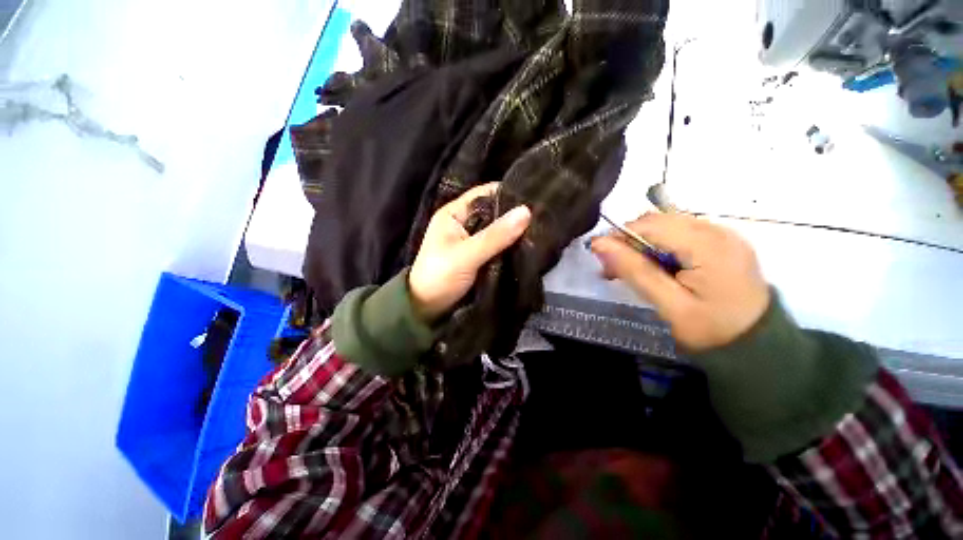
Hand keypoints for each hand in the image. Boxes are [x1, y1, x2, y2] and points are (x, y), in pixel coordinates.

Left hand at [409, 183, 531, 321]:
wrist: (427, 308)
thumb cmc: (440, 276)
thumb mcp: (467, 255)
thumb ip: (495, 235)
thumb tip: (527, 211)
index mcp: (454, 214)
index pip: (484, 194)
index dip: (508, 193)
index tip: (534, 198)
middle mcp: (464, 222)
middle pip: (494, 212)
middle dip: (514, 215)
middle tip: (543, 216)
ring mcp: (472, 240)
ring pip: (498, 230)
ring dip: (514, 232)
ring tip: (541, 229)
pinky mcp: (478, 256)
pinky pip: (498, 246)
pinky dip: (510, 246)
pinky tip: (528, 245)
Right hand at [591, 213, 769, 351]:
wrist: (758, 346)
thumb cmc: (711, 330)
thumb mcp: (668, 304)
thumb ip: (634, 270)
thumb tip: (599, 243)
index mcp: (708, 245)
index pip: (649, 225)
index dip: (619, 237)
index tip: (601, 258)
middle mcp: (718, 230)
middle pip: (658, 221)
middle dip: (629, 240)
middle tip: (613, 268)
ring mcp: (722, 235)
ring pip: (666, 225)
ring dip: (642, 243)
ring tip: (631, 269)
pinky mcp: (721, 242)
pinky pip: (680, 233)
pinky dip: (659, 246)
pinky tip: (654, 266)